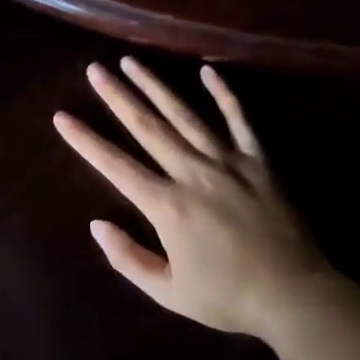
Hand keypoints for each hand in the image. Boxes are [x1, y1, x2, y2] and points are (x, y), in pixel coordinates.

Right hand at [54, 58, 333, 336]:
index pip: (116, 165)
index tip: (61, 116)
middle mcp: (192, 173)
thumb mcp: (170, 293)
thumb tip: (97, 224)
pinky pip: (239, 120)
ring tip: (131, 62)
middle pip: (147, 127)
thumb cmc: (229, 298)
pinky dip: (223, 94)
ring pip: (184, 115)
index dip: (85, 140)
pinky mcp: (258, 161)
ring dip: (155, 86)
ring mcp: (227, 162)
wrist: (297, 297)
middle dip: (116, 96)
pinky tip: (206, 70)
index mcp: (167, 205)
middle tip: (94, 69)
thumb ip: (128, 258)